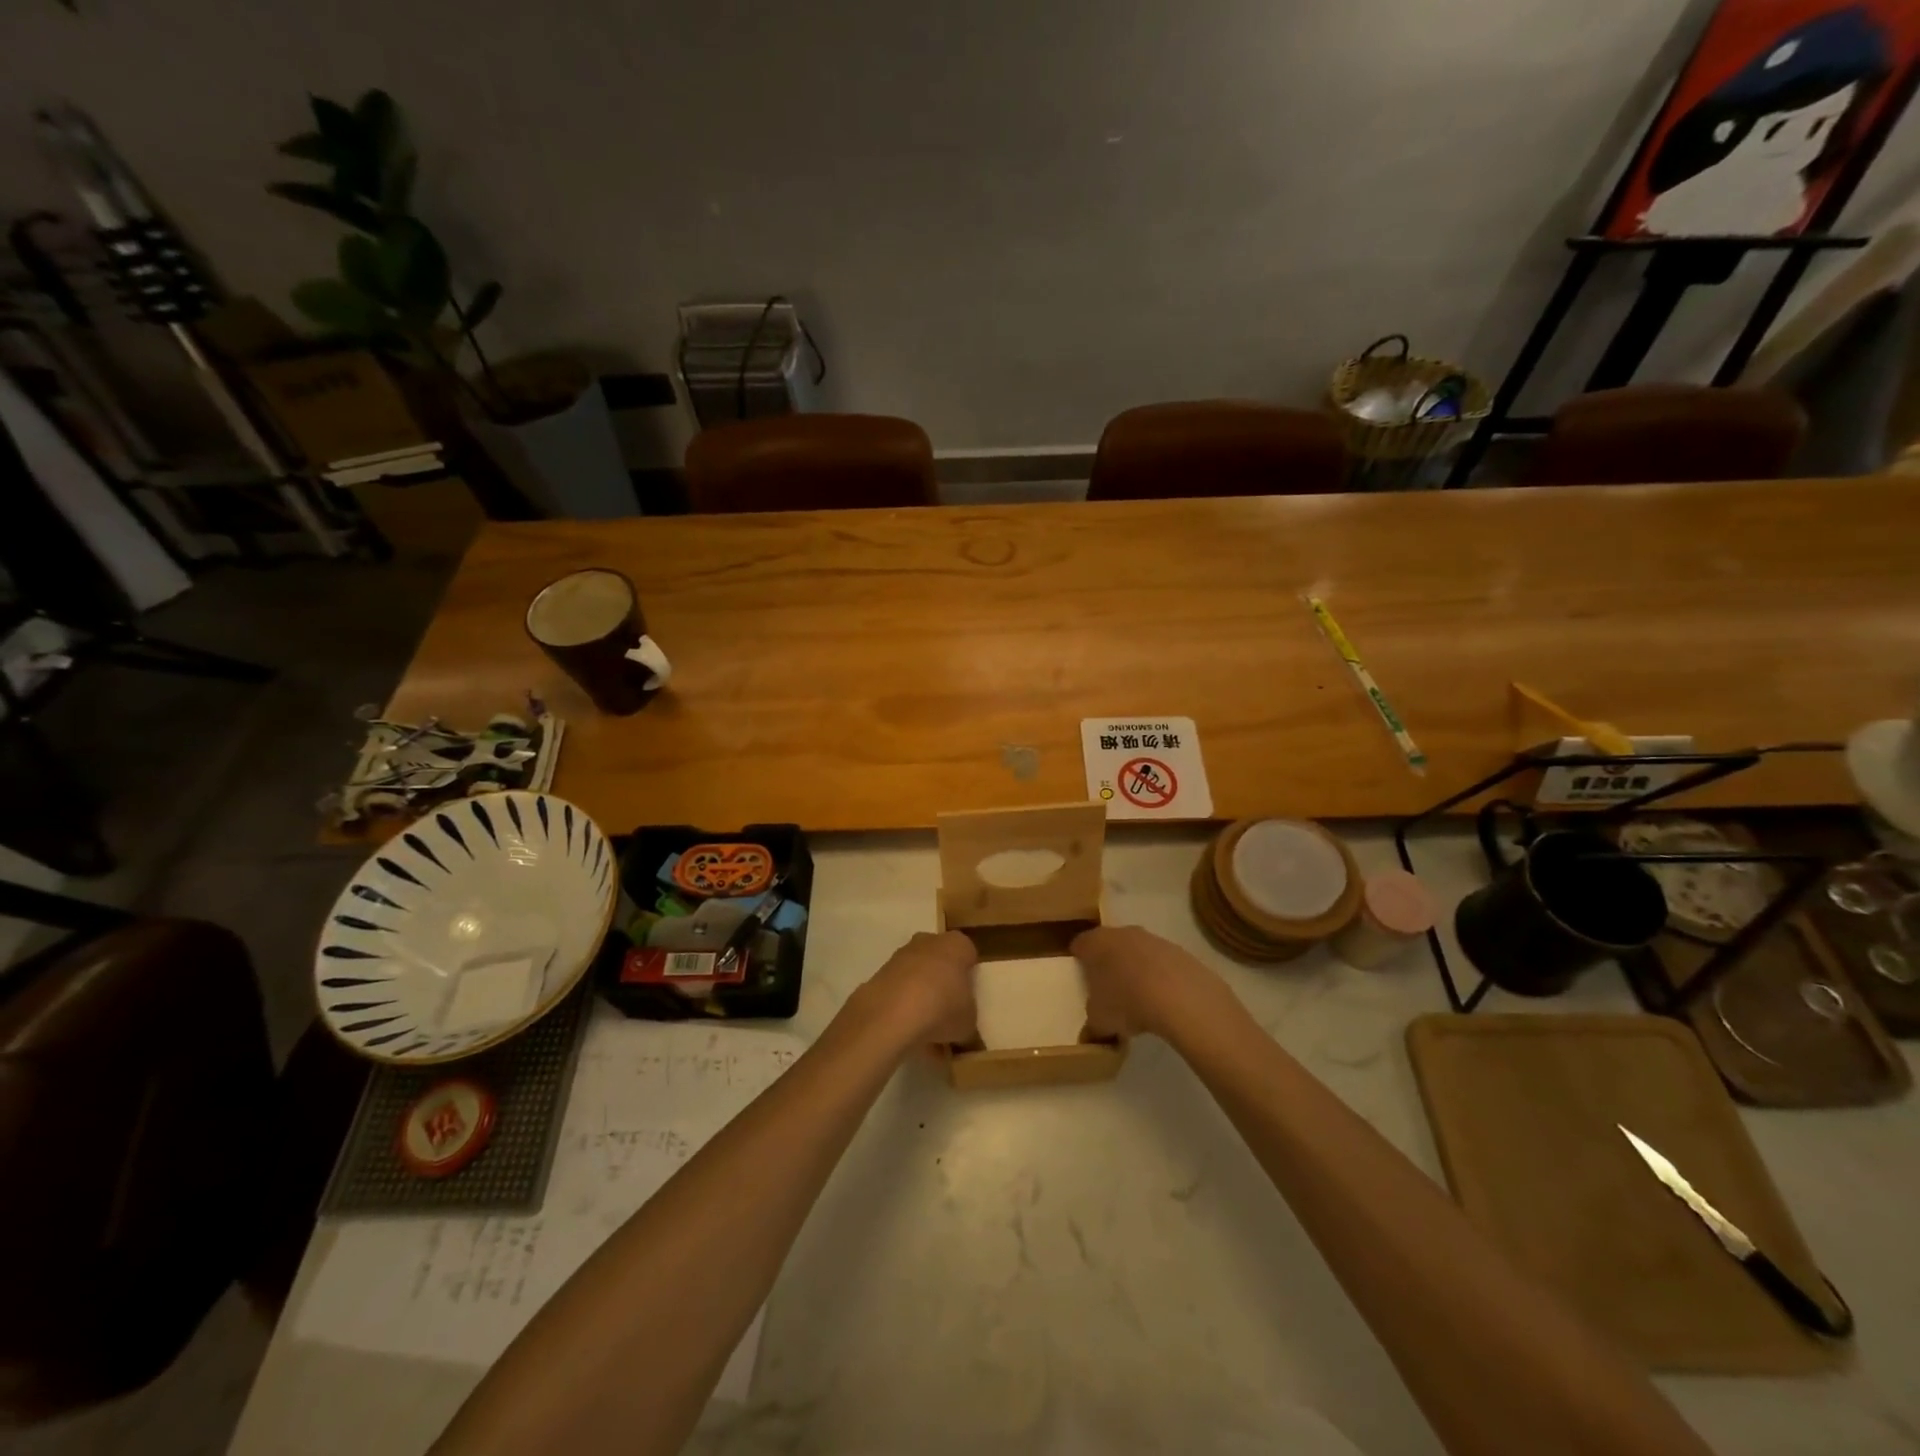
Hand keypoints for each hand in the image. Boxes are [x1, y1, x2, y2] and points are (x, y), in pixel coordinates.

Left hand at [855, 930, 978, 1048]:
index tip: (969, 997)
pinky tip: (909, 1036)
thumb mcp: (969, 1021)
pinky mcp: (880, 975)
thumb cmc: (942, 1008)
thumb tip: (962, 1026)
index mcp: (956, 945)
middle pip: (940, 962)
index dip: (970, 976)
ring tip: (928, 1035)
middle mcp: (928, 942)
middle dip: (943, 985)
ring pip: (918, 978)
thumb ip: (968, 1018)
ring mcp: (901, 957)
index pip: (968, 953)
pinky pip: (899, 993)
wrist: (891, 1014)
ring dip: (922, 1000)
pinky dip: (904, 1010)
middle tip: (949, 1013)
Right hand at [1072, 924, 1233, 1041]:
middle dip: (1107, 964)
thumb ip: (1091, 1025)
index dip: (1078, 960)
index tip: (1080, 978)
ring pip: (1136, 952)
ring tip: (1138, 998)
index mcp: (1095, 943)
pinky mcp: (1177, 950)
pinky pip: (1160, 962)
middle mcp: (1121, 933)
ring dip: (1134, 969)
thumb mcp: (1099, 1022)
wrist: (1180, 996)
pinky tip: (1162, 998)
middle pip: (1108, 945)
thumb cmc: (1126, 1002)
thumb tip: (1089, 1034)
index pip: (1079, 945)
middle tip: (1107, 990)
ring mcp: (1151, 939)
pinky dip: (1158, 976)